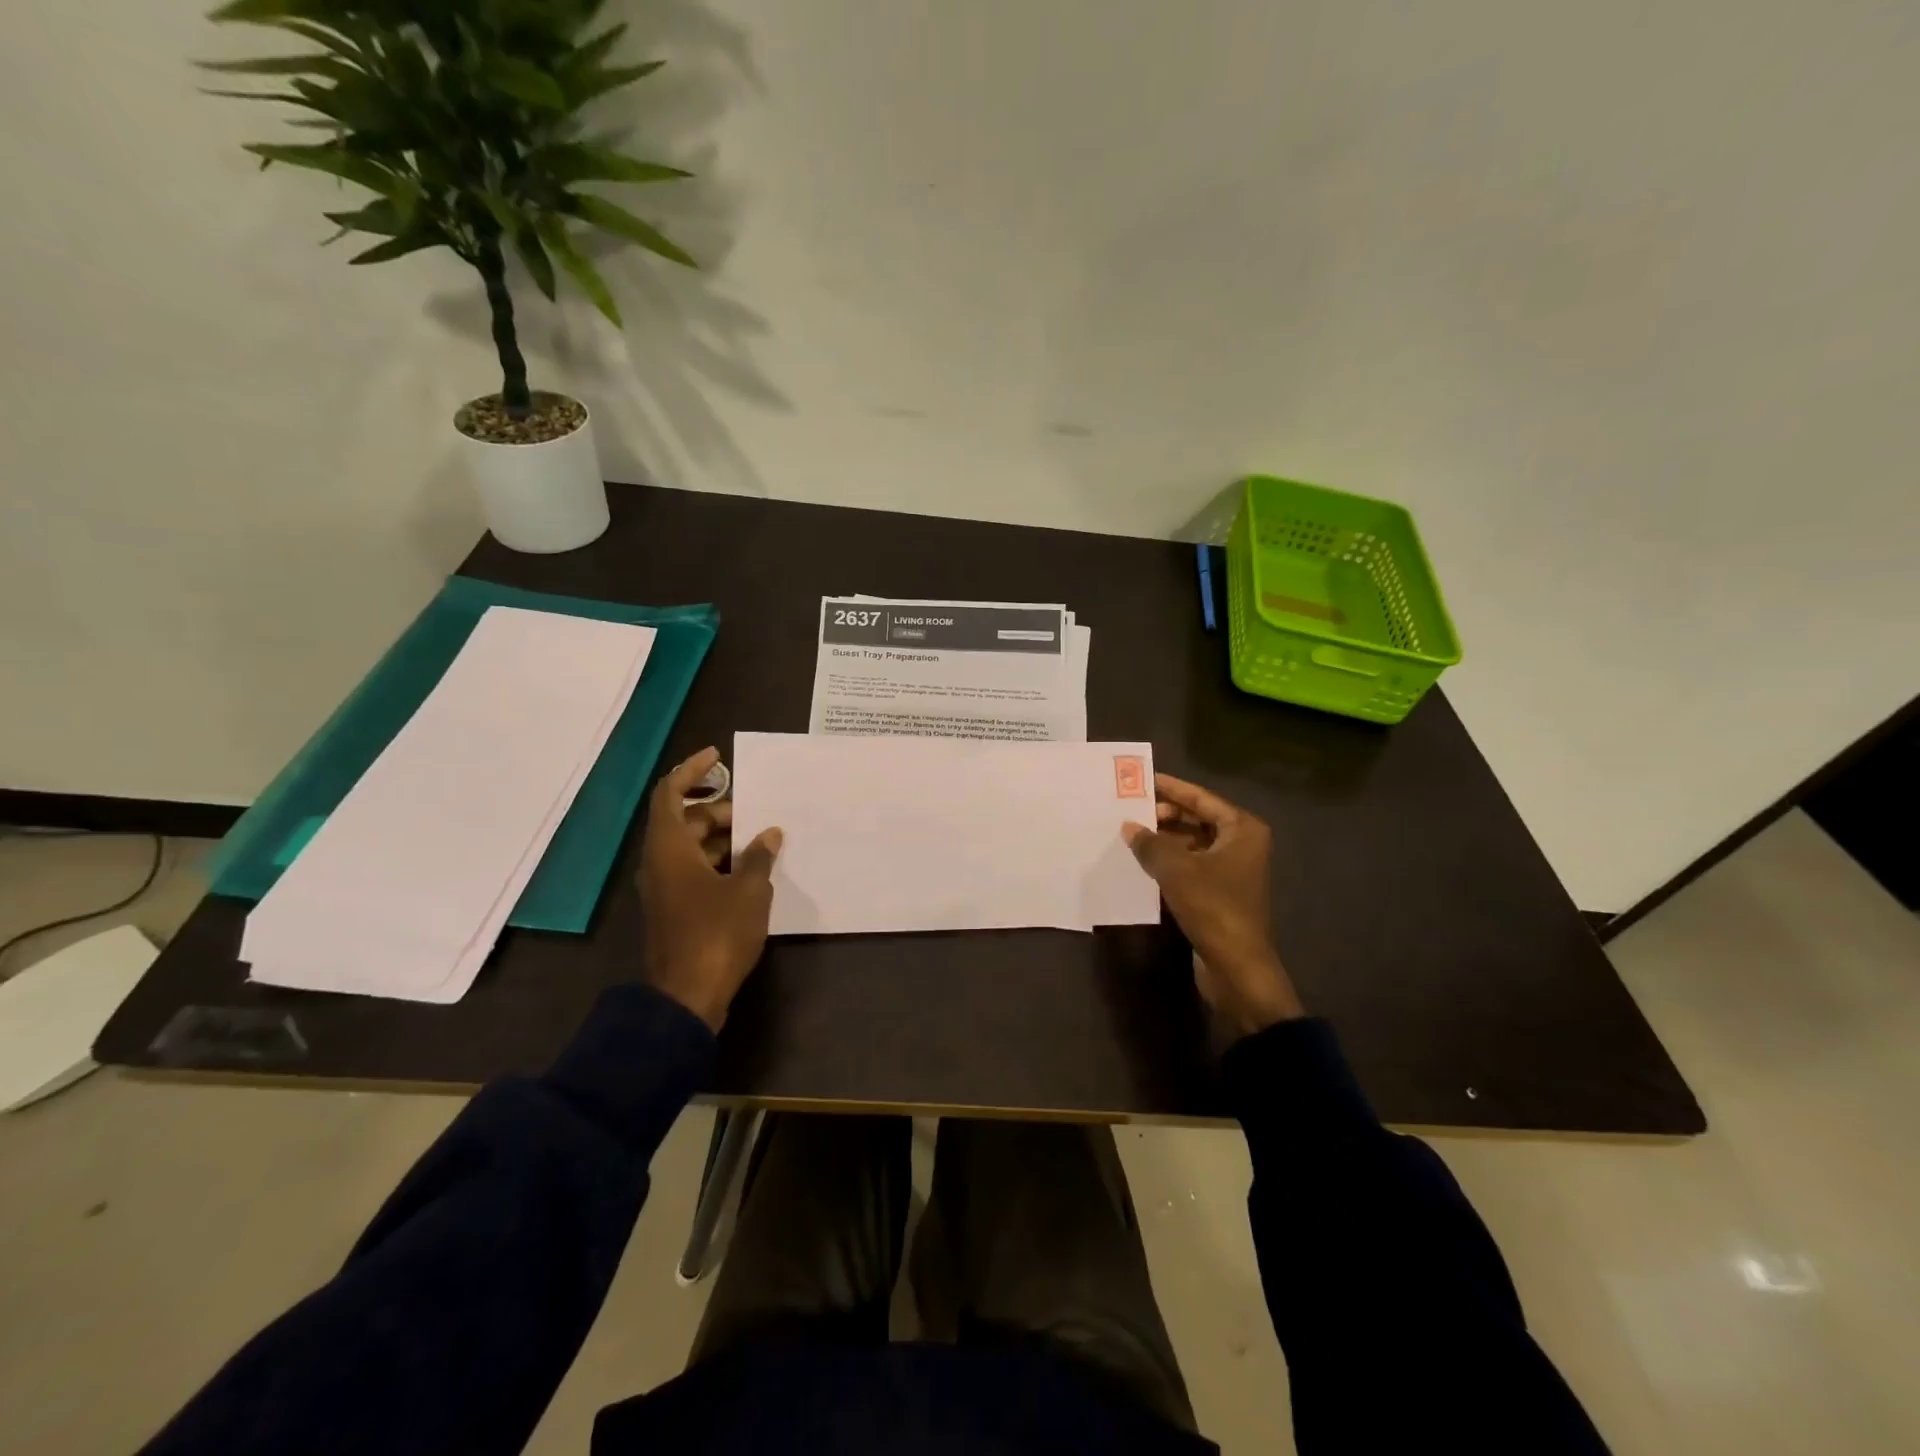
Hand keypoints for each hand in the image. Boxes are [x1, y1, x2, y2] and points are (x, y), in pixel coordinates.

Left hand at [637, 747, 782, 1030]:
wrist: (687, 996)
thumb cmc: (716, 934)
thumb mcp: (748, 890)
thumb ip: (759, 856)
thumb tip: (769, 833)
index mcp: (670, 848)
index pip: (670, 793)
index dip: (691, 771)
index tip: (718, 757)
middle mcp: (660, 862)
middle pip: (685, 821)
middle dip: (720, 811)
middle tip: (757, 813)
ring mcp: (665, 888)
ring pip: (692, 848)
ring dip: (723, 839)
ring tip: (762, 840)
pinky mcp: (675, 910)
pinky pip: (695, 871)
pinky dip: (720, 862)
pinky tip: (752, 871)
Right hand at [1122, 773, 1302, 1036]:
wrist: (1236, 967)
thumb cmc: (1213, 906)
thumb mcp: (1175, 869)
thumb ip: (1150, 843)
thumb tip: (1128, 827)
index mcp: (1241, 829)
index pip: (1200, 797)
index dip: (1170, 788)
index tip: (1142, 779)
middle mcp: (1241, 844)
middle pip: (1197, 819)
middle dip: (1164, 815)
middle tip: (1130, 811)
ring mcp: (1232, 870)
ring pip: (1192, 844)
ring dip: (1163, 840)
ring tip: (1129, 834)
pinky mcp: (1220, 893)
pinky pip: (1190, 866)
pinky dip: (1169, 862)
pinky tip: (1141, 862)